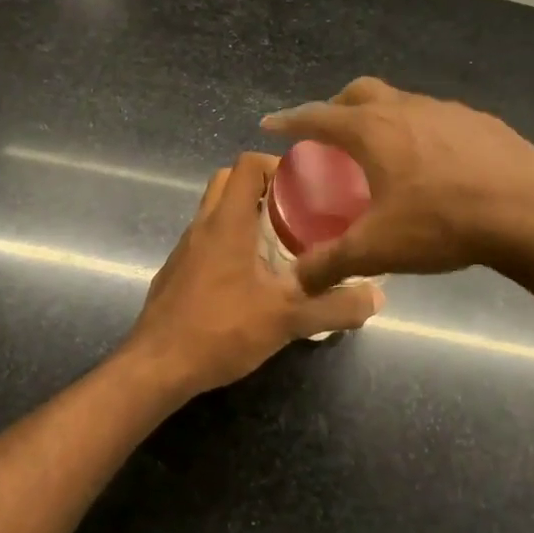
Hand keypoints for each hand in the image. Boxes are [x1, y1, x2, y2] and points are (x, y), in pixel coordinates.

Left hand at [122, 152, 384, 400]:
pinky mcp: (176, 273)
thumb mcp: (287, 319)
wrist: (157, 368)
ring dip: (244, 215)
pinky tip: (249, 279)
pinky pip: (204, 241)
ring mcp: (184, 250)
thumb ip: (334, 307)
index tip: (305, 185)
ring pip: (213, 212)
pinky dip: (228, 242)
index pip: (247, 165)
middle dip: (261, 186)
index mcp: (227, 223)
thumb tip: (377, 296)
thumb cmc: (221, 330)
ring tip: (279, 243)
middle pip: (227, 181)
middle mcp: (202, 226)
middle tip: (294, 210)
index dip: (276, 164)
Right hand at [262, 77, 533, 293]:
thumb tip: (297, 280)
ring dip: (383, 118)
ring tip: (384, 152)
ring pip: (403, 103)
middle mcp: (407, 108)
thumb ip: (331, 263)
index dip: (290, 120)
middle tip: (329, 133)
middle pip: (361, 93)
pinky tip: (436, 165)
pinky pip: (439, 119)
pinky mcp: (483, 123)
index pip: (318, 116)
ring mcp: (449, 111)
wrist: (532, 212)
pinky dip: (422, 132)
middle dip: (337, 107)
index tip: (272, 124)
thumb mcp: (378, 248)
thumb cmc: (443, 222)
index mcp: (373, 130)